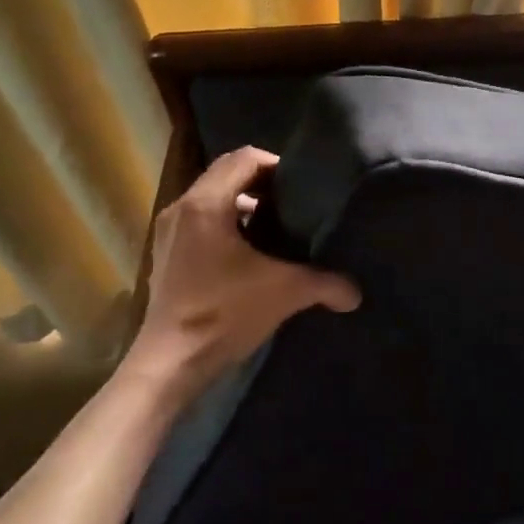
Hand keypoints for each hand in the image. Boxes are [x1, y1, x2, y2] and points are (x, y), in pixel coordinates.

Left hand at [124, 147, 359, 400]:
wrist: (169, 365)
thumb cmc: (223, 314)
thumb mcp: (283, 292)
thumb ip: (324, 284)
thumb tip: (356, 293)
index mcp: (206, 203)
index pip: (244, 158)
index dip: (276, 164)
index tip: (302, 185)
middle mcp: (182, 208)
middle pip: (226, 173)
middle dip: (261, 181)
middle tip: (294, 201)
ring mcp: (170, 231)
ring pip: (211, 196)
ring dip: (242, 202)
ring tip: (275, 224)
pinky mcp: (166, 254)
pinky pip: (200, 219)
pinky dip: (225, 222)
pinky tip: (249, 251)